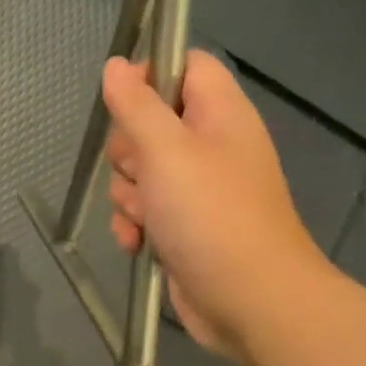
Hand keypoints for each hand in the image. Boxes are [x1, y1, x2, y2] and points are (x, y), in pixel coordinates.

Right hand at [103, 50, 329, 359]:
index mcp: (220, 114)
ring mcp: (199, 189)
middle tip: (140, 170)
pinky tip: (138, 242)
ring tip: (145, 216)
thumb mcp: (165, 150)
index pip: (185, 67)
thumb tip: (116, 65)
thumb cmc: (210, 214)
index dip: (150, 74)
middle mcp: (211, 145)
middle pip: (150, 123)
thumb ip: (136, 105)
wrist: (250, 300)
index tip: (121, 101)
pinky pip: (144, 210)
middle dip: (128, 151)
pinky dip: (135, 224)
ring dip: (128, 194)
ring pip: (139, 171)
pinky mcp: (185, 225)